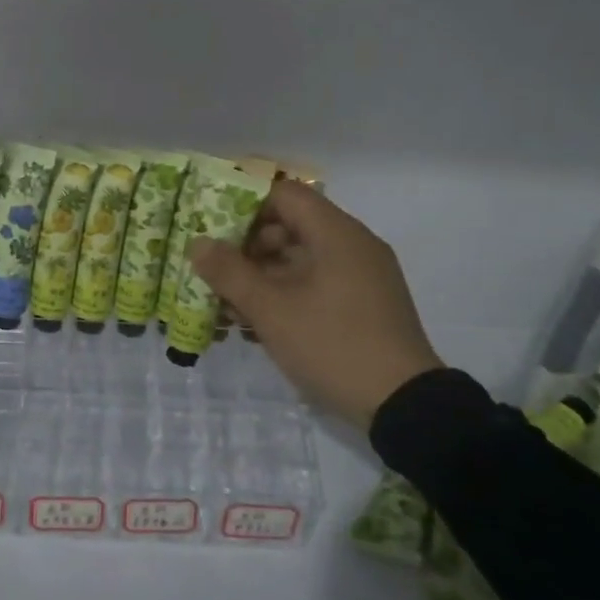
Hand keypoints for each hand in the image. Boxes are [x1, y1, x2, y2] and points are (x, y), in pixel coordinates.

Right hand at [189, 182, 440, 430]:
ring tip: (229, 308)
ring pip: (300, 261)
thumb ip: (230, 273)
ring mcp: (361, 277)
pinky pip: (316, 285)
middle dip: (247, 249)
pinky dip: (286, 296)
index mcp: (336, 234)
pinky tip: (258, 327)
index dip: (244, 207)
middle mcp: (352, 245)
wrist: (403, 405)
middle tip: (215, 275)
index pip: (283, 195)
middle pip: (290, 227)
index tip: (212, 232)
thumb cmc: (332, 344)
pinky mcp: (364, 305)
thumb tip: (197, 243)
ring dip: (262, 278)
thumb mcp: (271, 310)